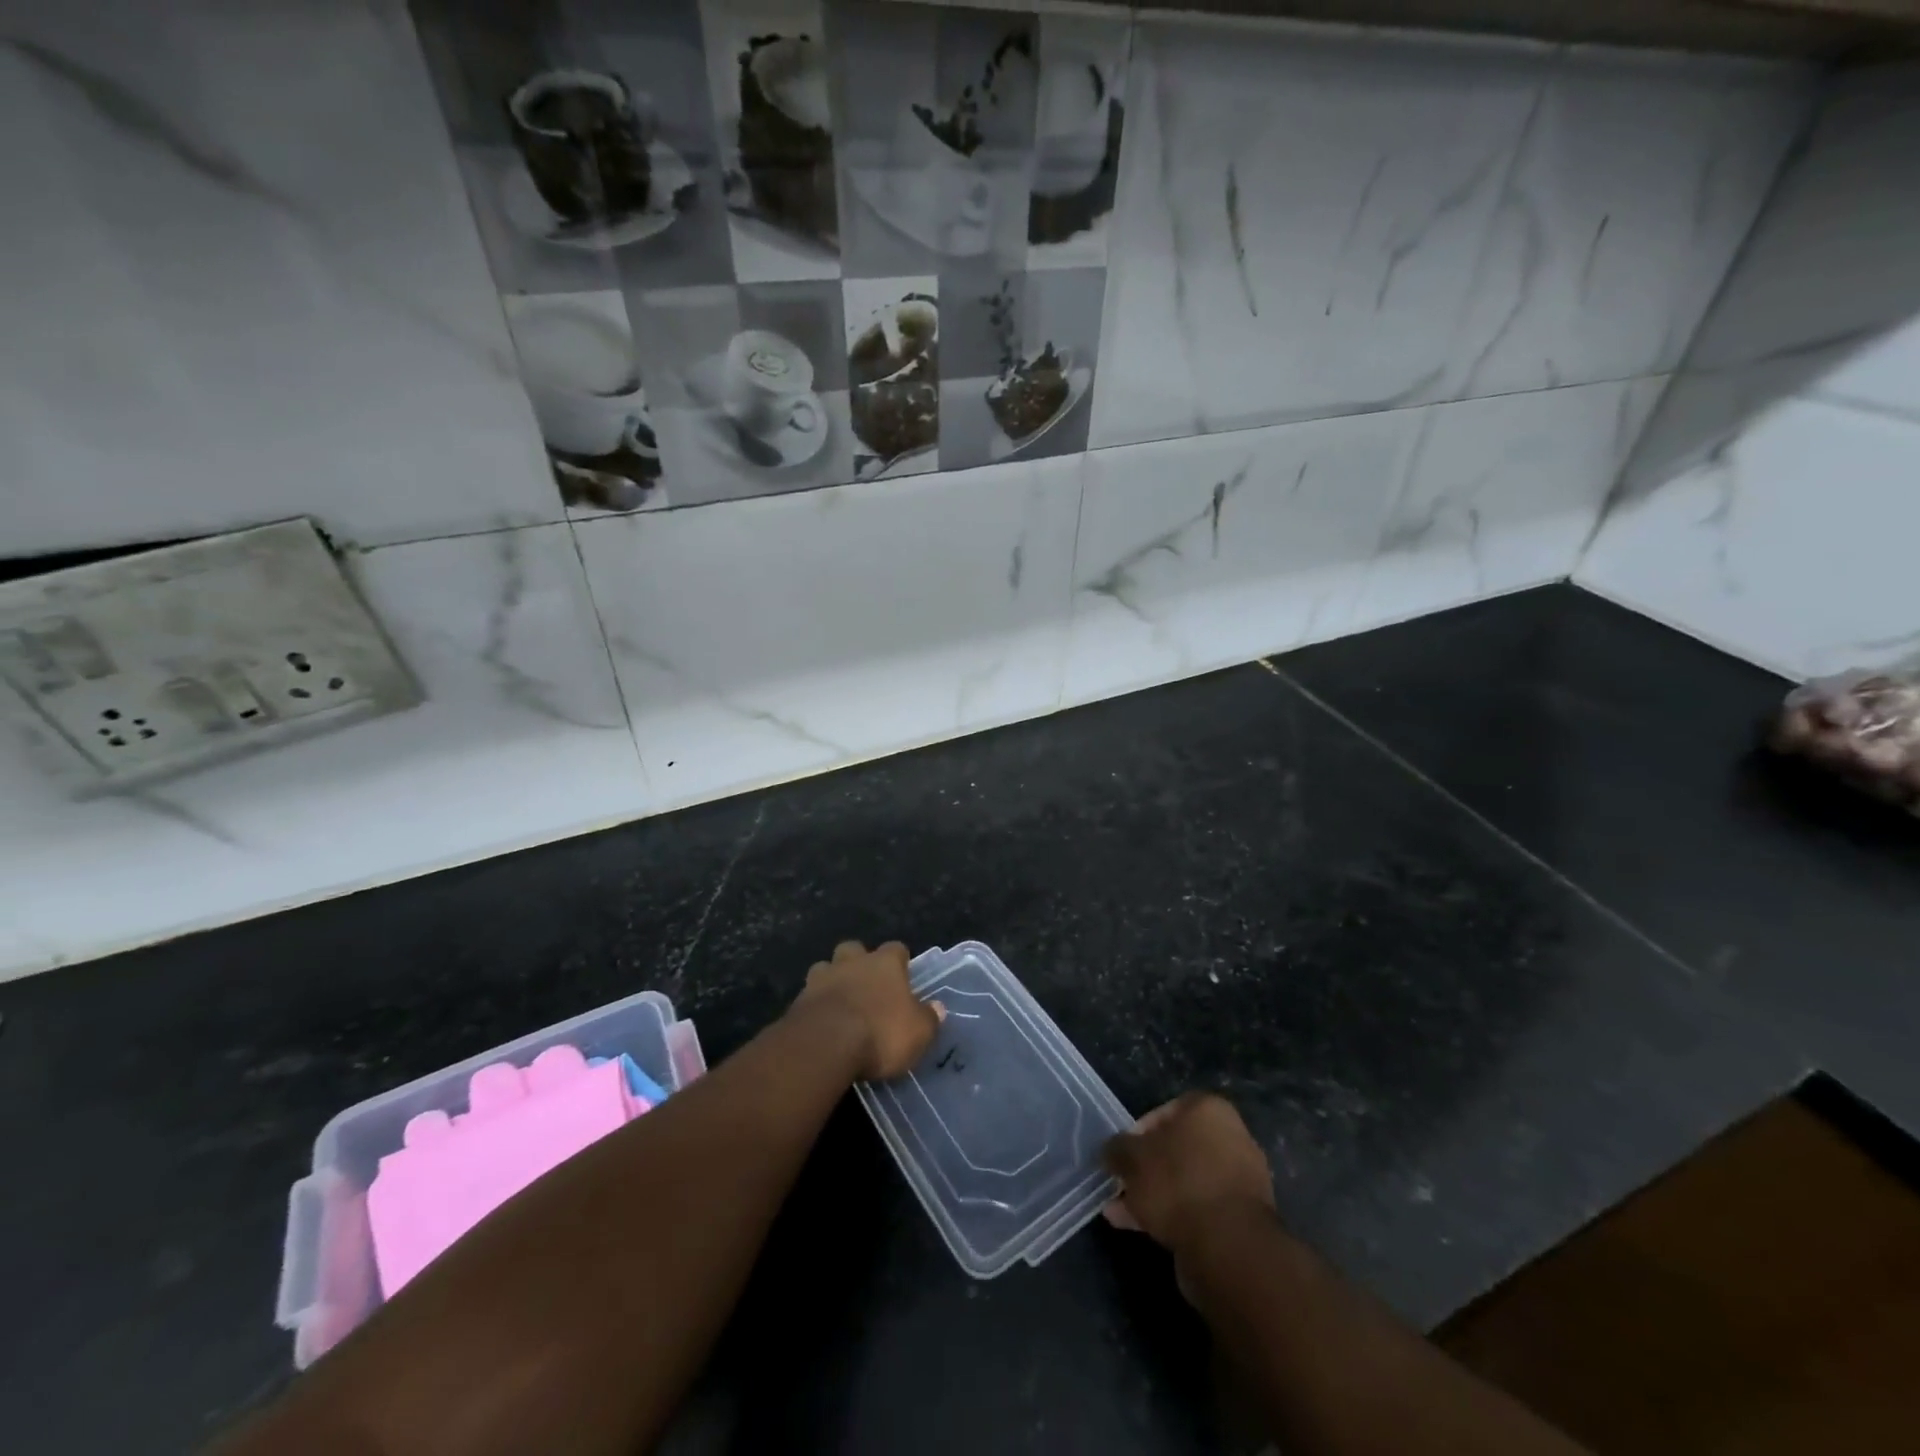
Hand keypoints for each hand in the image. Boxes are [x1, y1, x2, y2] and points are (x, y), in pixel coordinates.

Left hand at [792, 940, 942, 1080]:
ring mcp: (821, 978)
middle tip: (866, 984)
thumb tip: (937, 1008)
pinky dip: (816, 1005)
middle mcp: (852, 962)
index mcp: (884, 963)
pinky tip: (821, 1022)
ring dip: (832, 980)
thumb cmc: (880, 1033)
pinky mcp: (798, 1001)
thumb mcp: (918, 1032)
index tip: (903, 974)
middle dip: (859, 962)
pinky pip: (809, 995)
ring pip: (826, 967)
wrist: (824, 1045)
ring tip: (839, 1002)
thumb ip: (928, 1019)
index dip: (900, 960)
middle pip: (854, 949)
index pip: (896, 949)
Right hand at [1102, 1092, 1276, 1254]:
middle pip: (1177, 1149)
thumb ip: (1117, 1150)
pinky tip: (1142, 1231)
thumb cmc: (1178, 1183)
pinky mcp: (1243, 1218)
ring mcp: (1241, 1180)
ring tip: (1121, 1214)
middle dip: (1146, 1169)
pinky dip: (1174, 1216)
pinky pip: (1200, 1208)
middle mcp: (1232, 1137)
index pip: (1165, 1111)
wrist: (1229, 1247)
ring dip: (1155, 1195)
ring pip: (1186, 1181)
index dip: (1137, 1132)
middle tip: (1122, 1186)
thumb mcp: (1132, 1159)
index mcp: (1209, 1110)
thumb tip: (1111, 1152)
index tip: (1122, 1155)